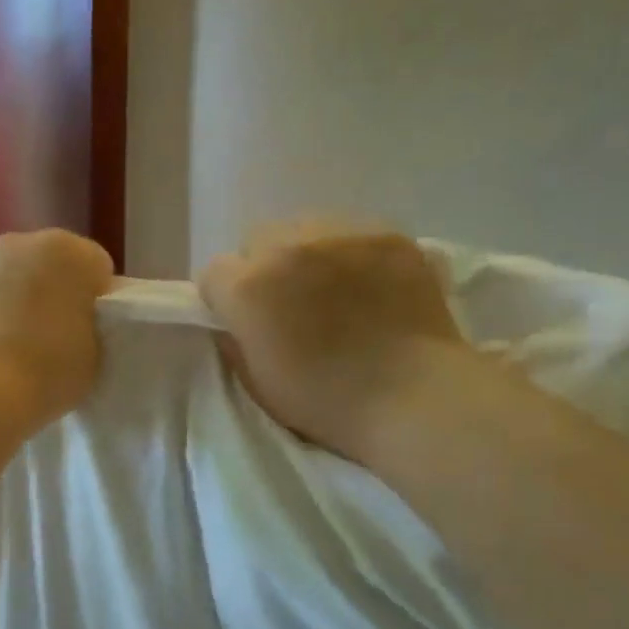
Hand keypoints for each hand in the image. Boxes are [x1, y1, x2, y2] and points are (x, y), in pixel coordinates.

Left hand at [0, 230, 114, 433]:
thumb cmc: (48, 370)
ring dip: (12, 298)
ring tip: (11, 347)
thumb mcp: (95, 353)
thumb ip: (89, 326)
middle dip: (52, 292)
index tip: (90, 331)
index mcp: (68, 252)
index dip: (96, 300)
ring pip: (6, 275)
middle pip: (47, 264)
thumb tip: (74, 323)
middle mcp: (20, 243)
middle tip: (53, 337)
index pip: (96, 268)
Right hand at [198, 221, 470, 464]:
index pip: (214, 273)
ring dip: (306, 254)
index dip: (226, 299)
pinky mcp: (386, 233)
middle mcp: (287, 246)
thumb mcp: (257, 382)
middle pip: (257, 240)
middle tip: (290, 303)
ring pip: (304, 228)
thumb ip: (236, 339)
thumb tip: (236, 320)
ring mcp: (340, 233)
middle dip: (264, 268)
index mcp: (249, 287)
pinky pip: (351, 232)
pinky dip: (350, 253)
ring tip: (333, 288)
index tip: (246, 321)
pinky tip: (369, 283)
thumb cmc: (326, 401)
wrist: (413, 396)